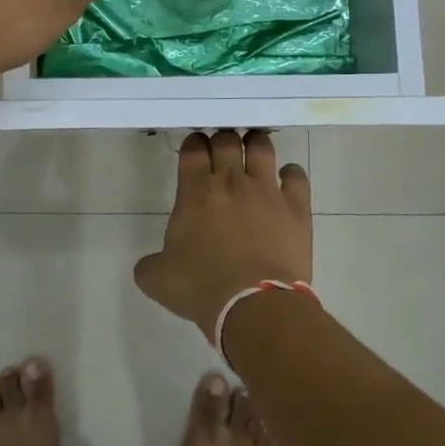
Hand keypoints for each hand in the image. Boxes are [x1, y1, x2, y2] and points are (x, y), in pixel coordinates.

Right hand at [135, 131, 313, 340]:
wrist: (254, 305)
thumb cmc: (202, 288)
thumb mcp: (159, 280)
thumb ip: (149, 265)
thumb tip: (147, 265)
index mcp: (195, 192)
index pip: (194, 149)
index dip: (194, 144)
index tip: (196, 150)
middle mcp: (231, 181)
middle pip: (227, 140)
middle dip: (223, 139)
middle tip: (223, 151)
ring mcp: (266, 190)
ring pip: (262, 147)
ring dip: (256, 144)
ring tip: (254, 150)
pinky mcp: (295, 207)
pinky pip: (297, 175)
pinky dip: (291, 173)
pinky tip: (287, 179)